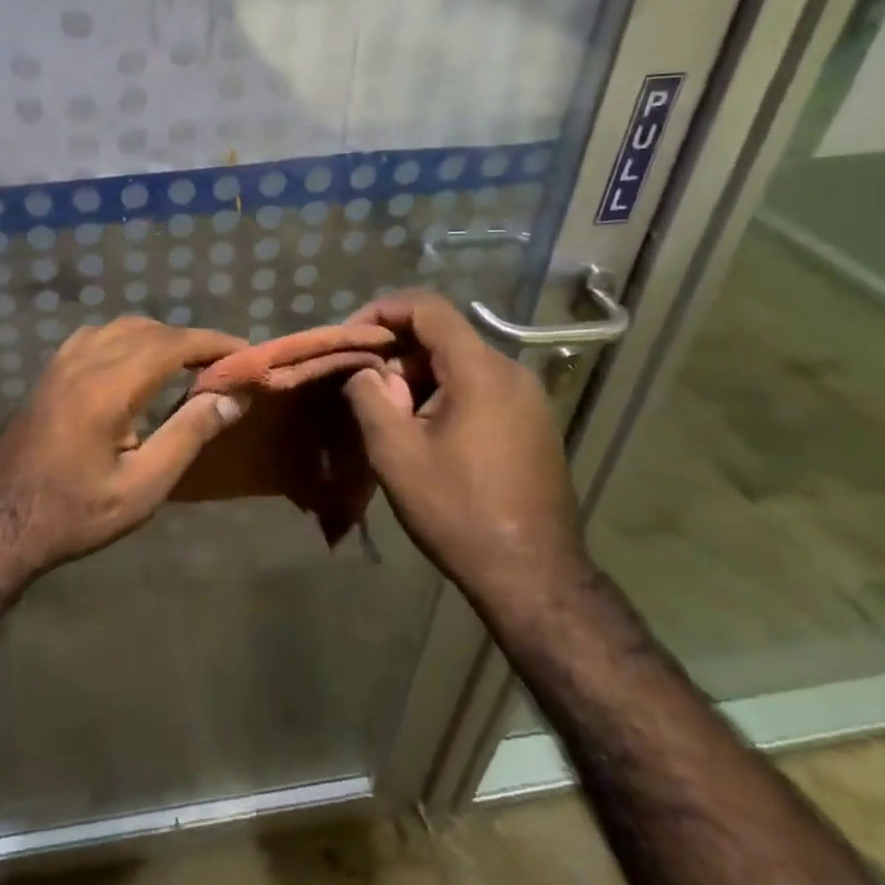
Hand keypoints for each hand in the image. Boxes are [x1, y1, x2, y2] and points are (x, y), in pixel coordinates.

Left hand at [0, 316, 247, 584]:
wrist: (0, 521)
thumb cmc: (76, 512)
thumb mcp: (143, 486)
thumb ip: (188, 435)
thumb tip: (233, 397)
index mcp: (108, 387)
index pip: (172, 343)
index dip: (213, 343)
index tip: (246, 353)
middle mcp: (84, 361)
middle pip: (149, 329)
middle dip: (190, 340)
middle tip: (221, 366)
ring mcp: (61, 362)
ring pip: (121, 328)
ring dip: (159, 337)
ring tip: (186, 365)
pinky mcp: (49, 372)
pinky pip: (96, 336)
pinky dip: (127, 339)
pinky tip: (136, 366)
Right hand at [342, 290, 588, 619]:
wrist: (533, 576)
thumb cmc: (458, 510)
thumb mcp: (395, 452)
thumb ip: (369, 396)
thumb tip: (364, 370)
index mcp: (481, 371)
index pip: (427, 308)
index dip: (382, 311)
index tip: (351, 338)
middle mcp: (511, 373)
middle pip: (443, 335)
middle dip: (396, 353)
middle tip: (365, 389)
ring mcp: (528, 398)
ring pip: (459, 362)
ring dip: (417, 377)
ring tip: (391, 418)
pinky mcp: (533, 423)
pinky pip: (479, 387)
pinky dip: (443, 393)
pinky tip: (425, 432)